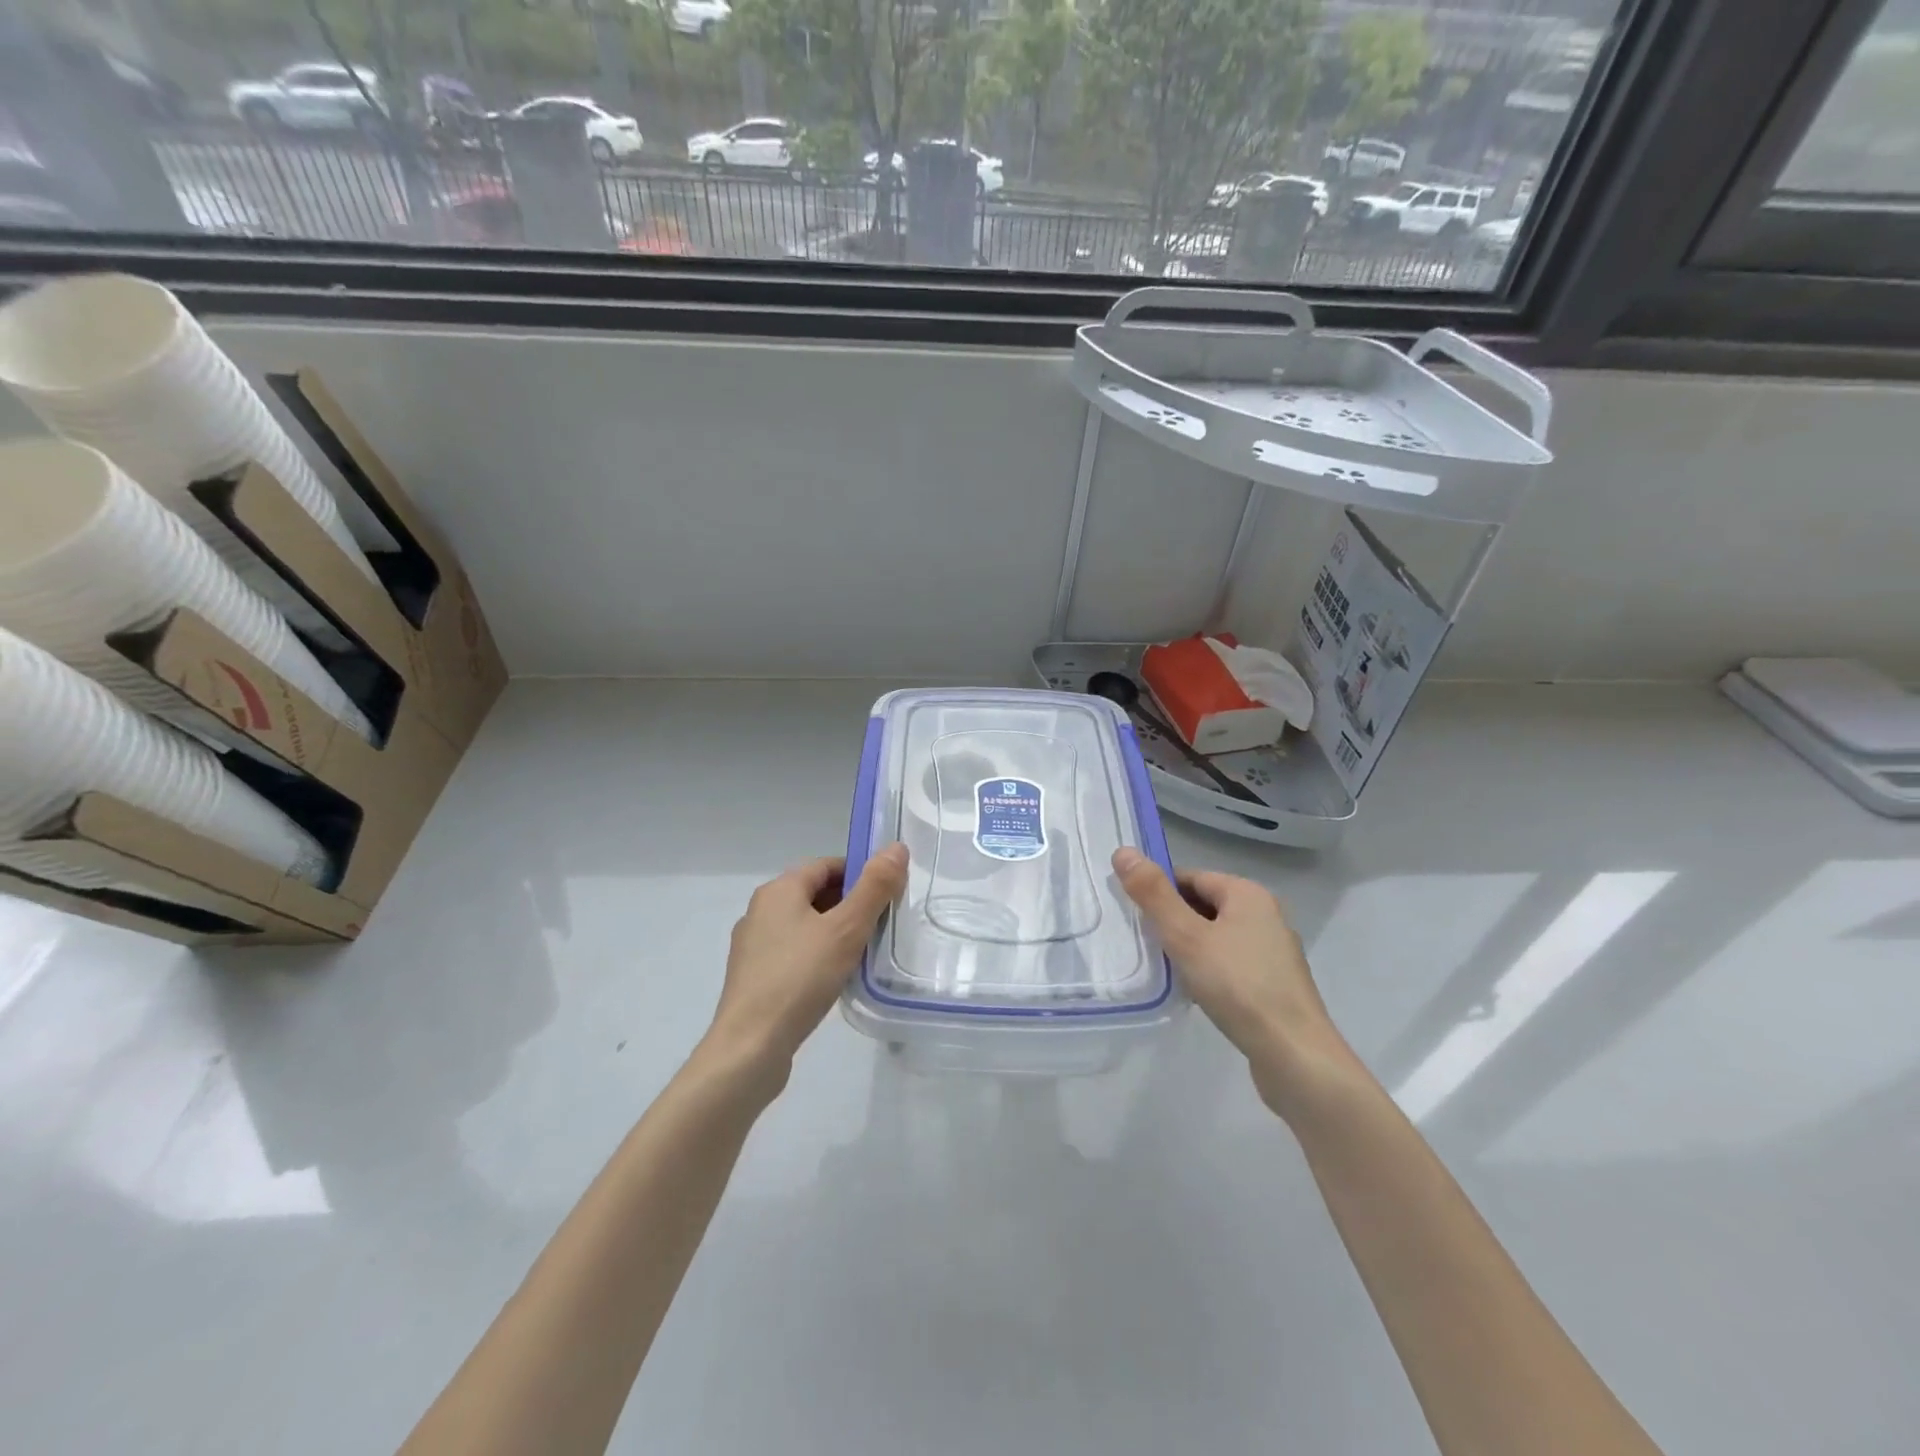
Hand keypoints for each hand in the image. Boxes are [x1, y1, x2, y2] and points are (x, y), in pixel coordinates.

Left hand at [705, 844, 908, 1081]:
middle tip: (883, 925)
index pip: (826, 865)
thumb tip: (896, 847)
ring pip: (805, 925)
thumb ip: (874, 888)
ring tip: (865, 953)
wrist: (750, 1048)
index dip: (860, 873)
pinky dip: (818, 956)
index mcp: (778, 890)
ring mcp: (753, 946)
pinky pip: (793, 953)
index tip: (889, 894)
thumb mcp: (846, 929)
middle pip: (815, 893)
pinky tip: (835, 979)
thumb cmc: (799, 979)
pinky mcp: (754, 978)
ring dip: (835, 932)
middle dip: (851, 904)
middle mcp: (760, 911)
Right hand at [1112, 848, 1352, 1113]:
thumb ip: (1153, 895)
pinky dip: (1208, 971)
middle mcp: (1266, 915)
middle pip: (1204, 905)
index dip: (1158, 892)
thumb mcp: (1186, 936)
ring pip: (1216, 937)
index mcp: (1248, 894)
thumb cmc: (1238, 987)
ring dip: (1188, 948)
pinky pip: (1230, 963)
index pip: (1190, 877)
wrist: (1295, 1056)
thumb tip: (1123, 851)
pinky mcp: (1274, 984)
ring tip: (1163, 970)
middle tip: (1142, 944)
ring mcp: (1273, 952)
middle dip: (1172, 922)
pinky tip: (1193, 992)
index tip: (1132, 916)